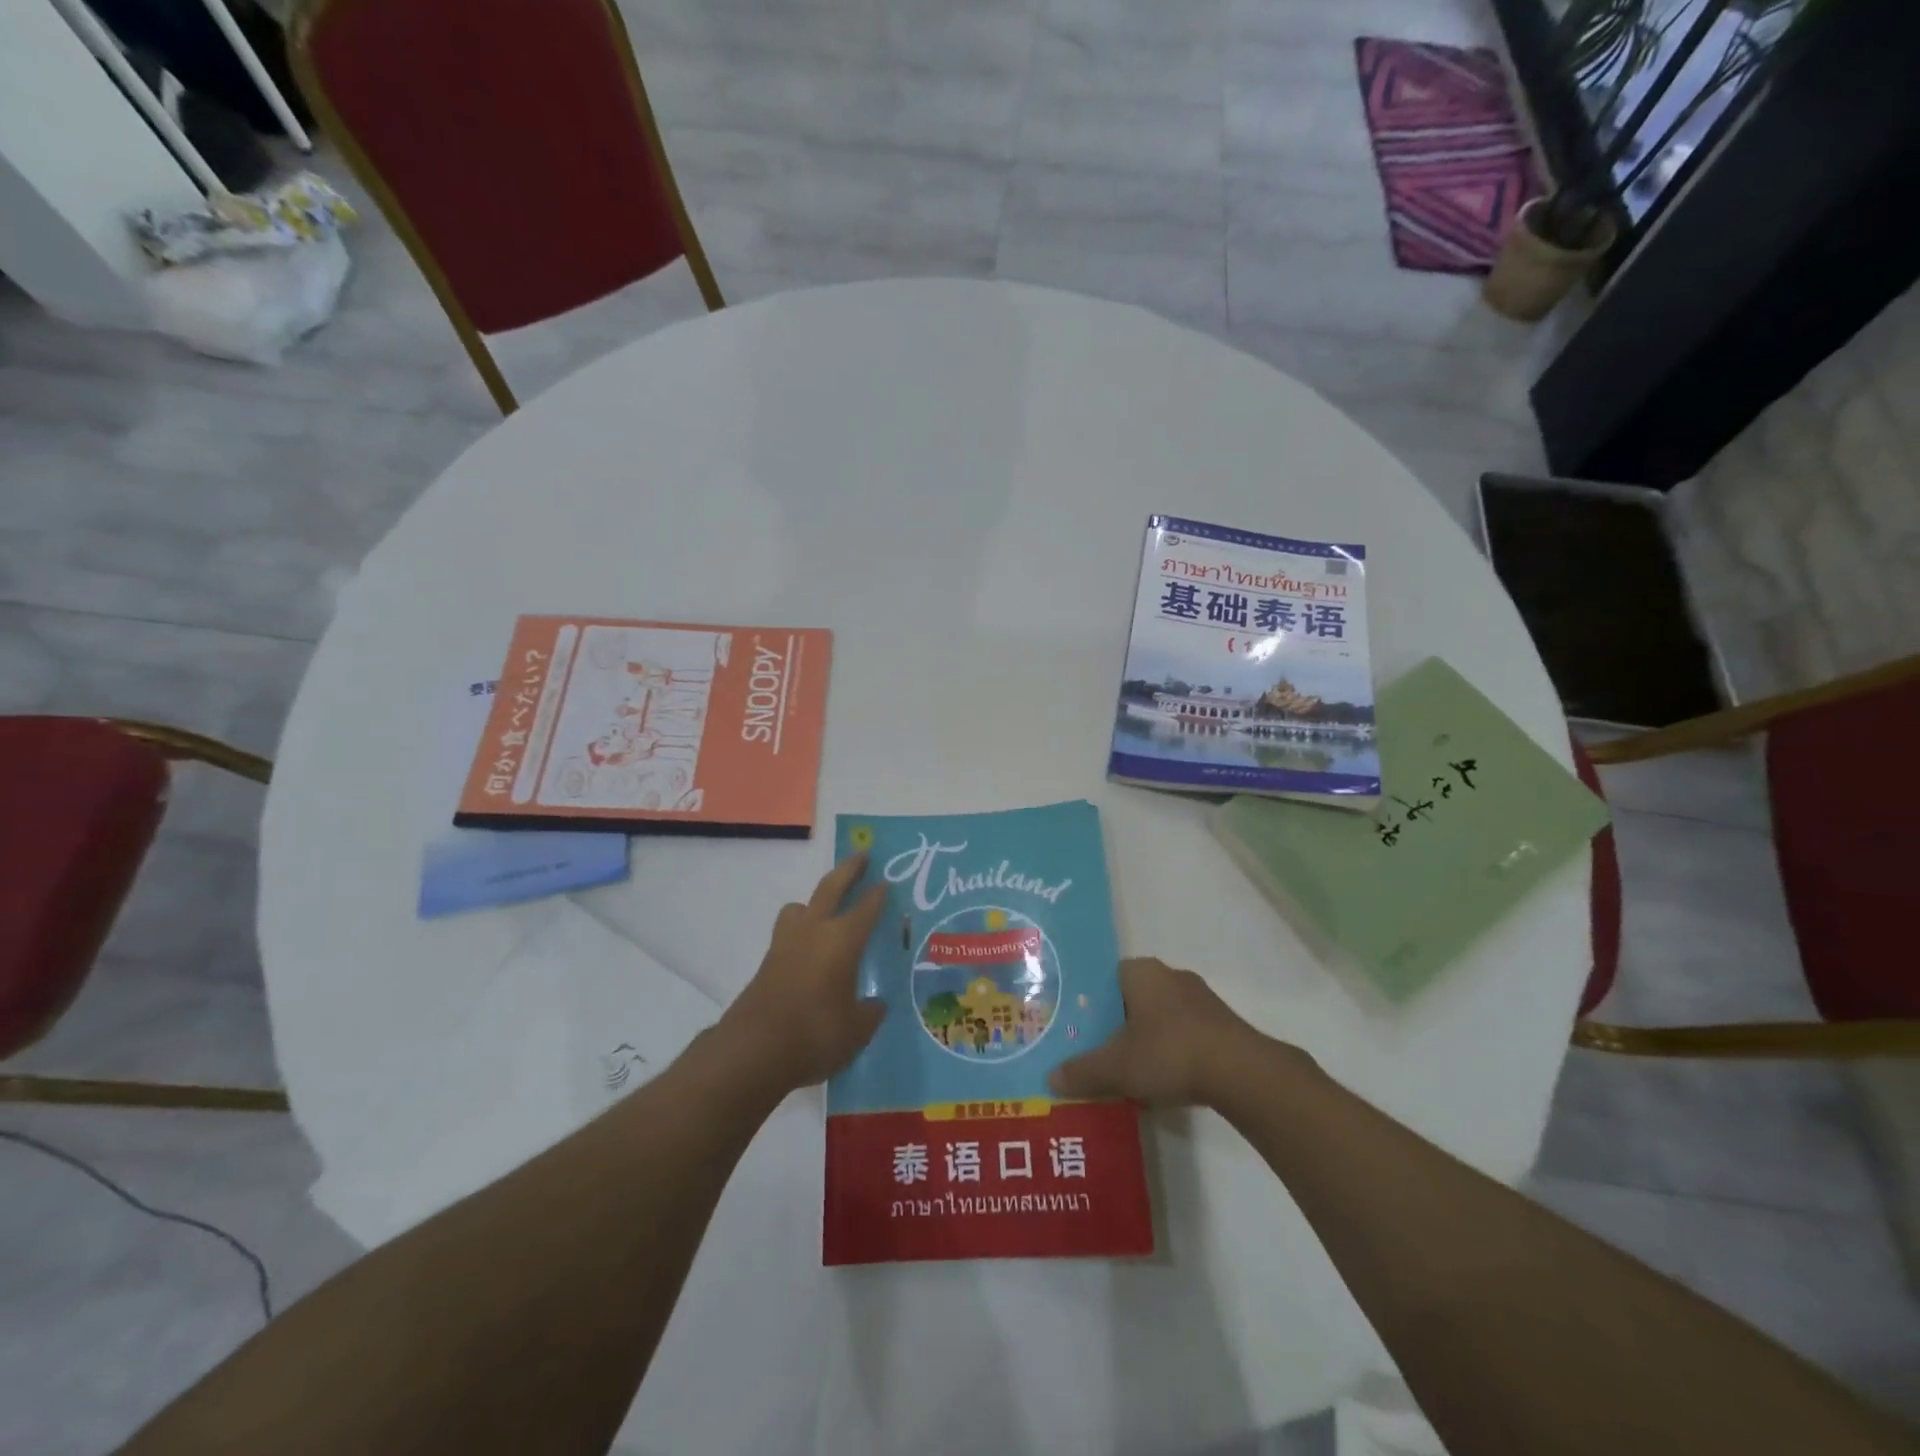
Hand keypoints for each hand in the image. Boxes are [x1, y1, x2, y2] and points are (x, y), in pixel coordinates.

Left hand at [720, 855, 886, 1092]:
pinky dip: (801, 932)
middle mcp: (814, 931)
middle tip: (861, 856)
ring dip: (814, 901)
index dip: (878, 895)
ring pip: (800, 907)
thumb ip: (870, 1012)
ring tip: (826, 910)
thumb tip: (875, 1004)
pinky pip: (789, 934)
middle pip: (831, 888)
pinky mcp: (767, 963)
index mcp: (843, 940)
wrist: (754, 1051)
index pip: (866, 908)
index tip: (887, 882)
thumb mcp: (857, 1030)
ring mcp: (785, 944)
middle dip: (848, 870)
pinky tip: (810, 953)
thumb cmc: (816, 1034)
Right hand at [1049, 957, 1271, 1107]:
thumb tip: (1050, 1078)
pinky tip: (1165, 1079)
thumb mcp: (1116, 1067)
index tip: (1080, 1027)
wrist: (1240, 1072)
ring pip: (1161, 1016)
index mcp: (1142, 972)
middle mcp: (1171, 976)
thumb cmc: (1169, 1052)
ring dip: (1147, 1038)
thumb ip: (1082, 1071)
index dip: (1091, 1001)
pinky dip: (1173, 1051)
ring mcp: (1201, 999)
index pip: (1107, 976)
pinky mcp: (1222, 1025)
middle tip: (1099, 1049)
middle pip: (1133, 996)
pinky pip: (1186, 1033)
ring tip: (1130, 1070)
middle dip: (1118, 1022)